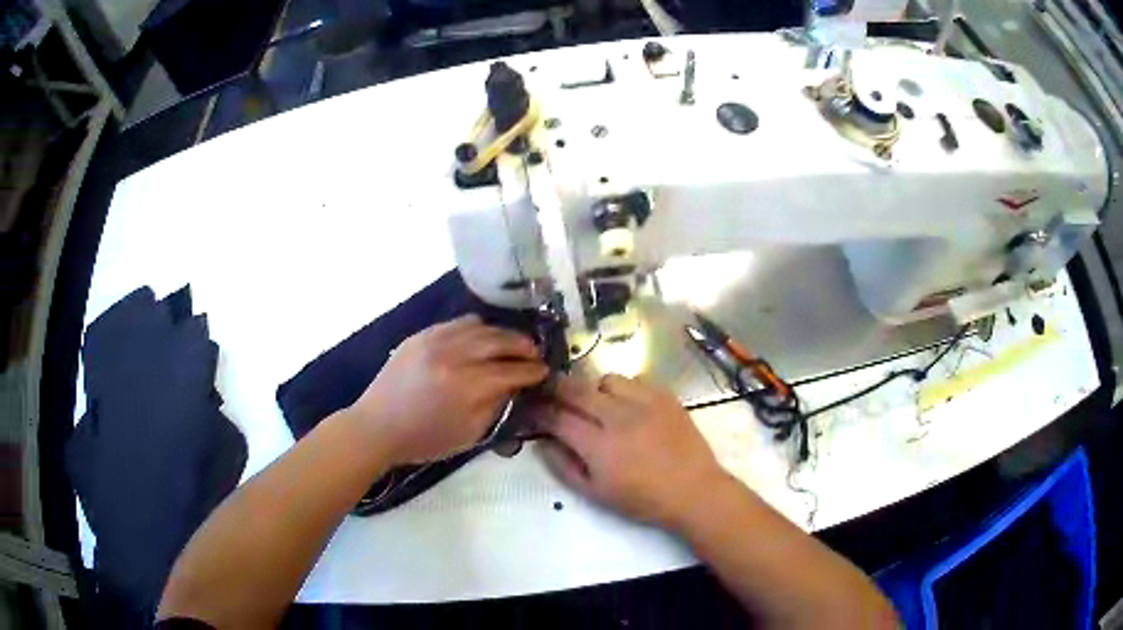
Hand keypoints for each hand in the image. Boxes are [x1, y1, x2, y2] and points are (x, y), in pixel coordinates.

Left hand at [348, 314, 547, 464]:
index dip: (532, 370)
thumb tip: (514, 384)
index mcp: (466, 386)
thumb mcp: (469, 434)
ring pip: (479, 326)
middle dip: (522, 345)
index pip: (510, 371)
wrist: (377, 426)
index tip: (545, 370)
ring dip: (501, 334)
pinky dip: (476, 328)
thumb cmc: (424, 439)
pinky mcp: (420, 335)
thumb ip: (495, 405)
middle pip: (499, 340)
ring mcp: (434, 340)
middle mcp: (452, 355)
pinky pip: (457, 323)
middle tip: (534, 352)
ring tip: (511, 344)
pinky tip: (481, 338)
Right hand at [536, 374, 729, 529]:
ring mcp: (644, 402)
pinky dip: (623, 390)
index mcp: (598, 446)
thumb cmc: (642, 499)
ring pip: (606, 379)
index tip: (531, 409)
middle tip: (550, 392)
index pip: (557, 417)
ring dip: (594, 389)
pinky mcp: (665, 396)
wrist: (693, 490)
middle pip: (577, 390)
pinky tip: (627, 406)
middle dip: (557, 388)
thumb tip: (542, 443)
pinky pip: (635, 380)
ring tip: (597, 404)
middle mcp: (618, 417)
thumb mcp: (595, 493)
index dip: (539, 411)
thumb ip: (563, 467)